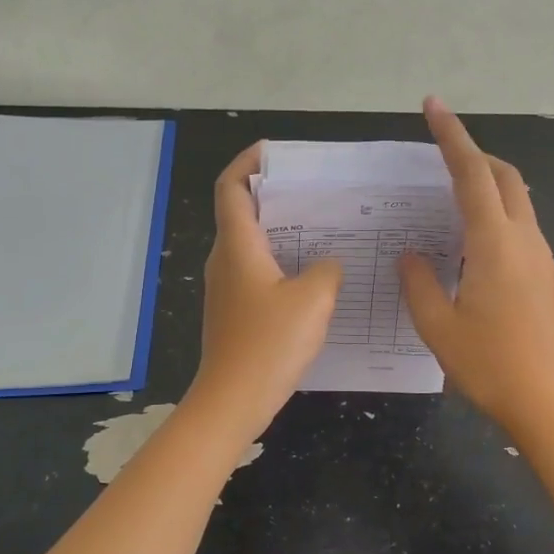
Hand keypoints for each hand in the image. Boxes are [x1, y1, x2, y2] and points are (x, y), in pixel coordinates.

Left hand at [186, 142, 343, 441]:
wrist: (232, 401)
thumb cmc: (269, 344)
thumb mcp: (313, 300)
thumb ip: (326, 270)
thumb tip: (327, 263)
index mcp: (238, 246)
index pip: (231, 188)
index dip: (248, 163)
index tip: (274, 152)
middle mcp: (225, 260)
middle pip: (242, 212)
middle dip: (274, 194)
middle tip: (314, 190)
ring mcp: (227, 287)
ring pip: (251, 244)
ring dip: (281, 230)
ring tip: (322, 228)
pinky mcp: (234, 311)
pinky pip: (257, 271)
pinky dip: (281, 261)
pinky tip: (313, 276)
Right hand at [397, 98, 553, 436]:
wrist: (551, 403)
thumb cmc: (490, 365)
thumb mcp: (438, 326)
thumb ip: (418, 282)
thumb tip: (411, 254)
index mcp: (493, 243)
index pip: (471, 173)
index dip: (451, 135)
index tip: (434, 106)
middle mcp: (524, 239)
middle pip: (503, 175)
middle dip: (473, 153)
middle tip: (440, 151)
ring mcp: (541, 257)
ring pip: (516, 199)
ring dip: (487, 182)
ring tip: (449, 196)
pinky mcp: (546, 276)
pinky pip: (520, 226)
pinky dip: (496, 212)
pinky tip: (471, 241)